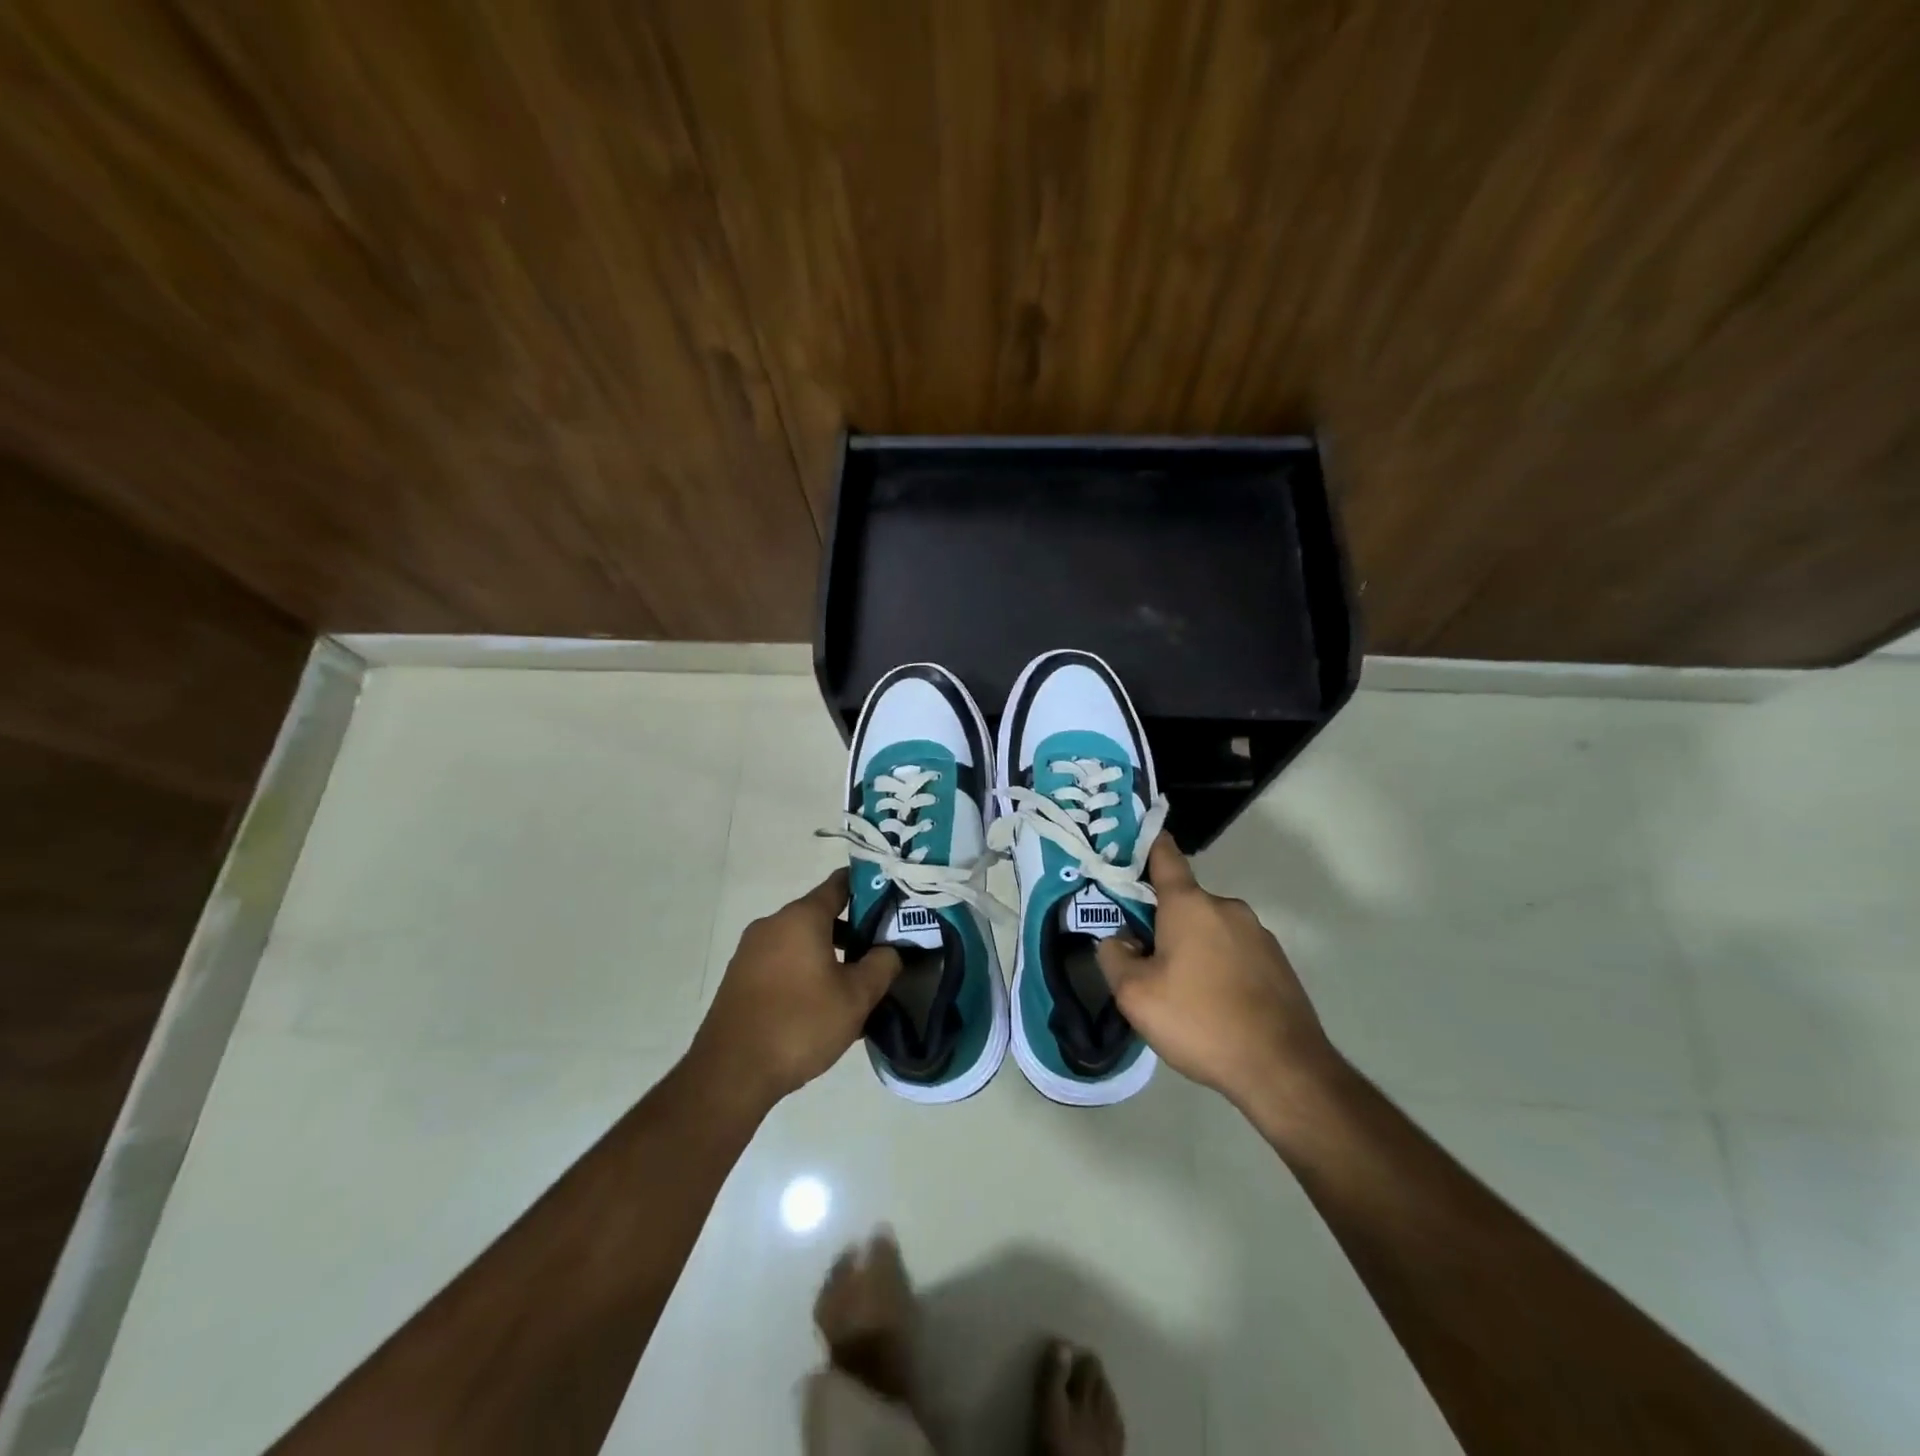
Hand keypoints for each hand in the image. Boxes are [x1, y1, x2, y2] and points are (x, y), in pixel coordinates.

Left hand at [690, 870, 900, 1109]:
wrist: (731, 1073)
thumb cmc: (800, 1024)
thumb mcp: (856, 997)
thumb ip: (882, 965)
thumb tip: (890, 949)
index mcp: (801, 917)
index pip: (840, 884)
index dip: (870, 888)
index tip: (893, 901)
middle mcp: (772, 924)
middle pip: (820, 914)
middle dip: (852, 930)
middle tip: (880, 952)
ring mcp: (751, 951)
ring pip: (801, 941)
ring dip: (828, 955)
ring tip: (854, 985)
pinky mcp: (739, 978)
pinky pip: (782, 962)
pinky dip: (805, 971)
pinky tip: (821, 1005)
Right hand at [1096, 836, 1340, 1120]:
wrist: (1284, 1070)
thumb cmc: (1200, 1021)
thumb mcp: (1135, 995)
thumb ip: (1114, 957)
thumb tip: (1118, 940)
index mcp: (1190, 904)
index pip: (1164, 856)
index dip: (1145, 844)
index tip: (1128, 842)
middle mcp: (1227, 907)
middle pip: (1183, 902)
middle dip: (1161, 922)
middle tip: (1144, 962)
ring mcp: (1258, 934)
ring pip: (1209, 930)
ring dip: (1191, 948)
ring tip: (1181, 994)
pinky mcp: (1277, 963)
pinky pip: (1234, 952)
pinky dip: (1218, 967)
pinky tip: (1213, 1006)